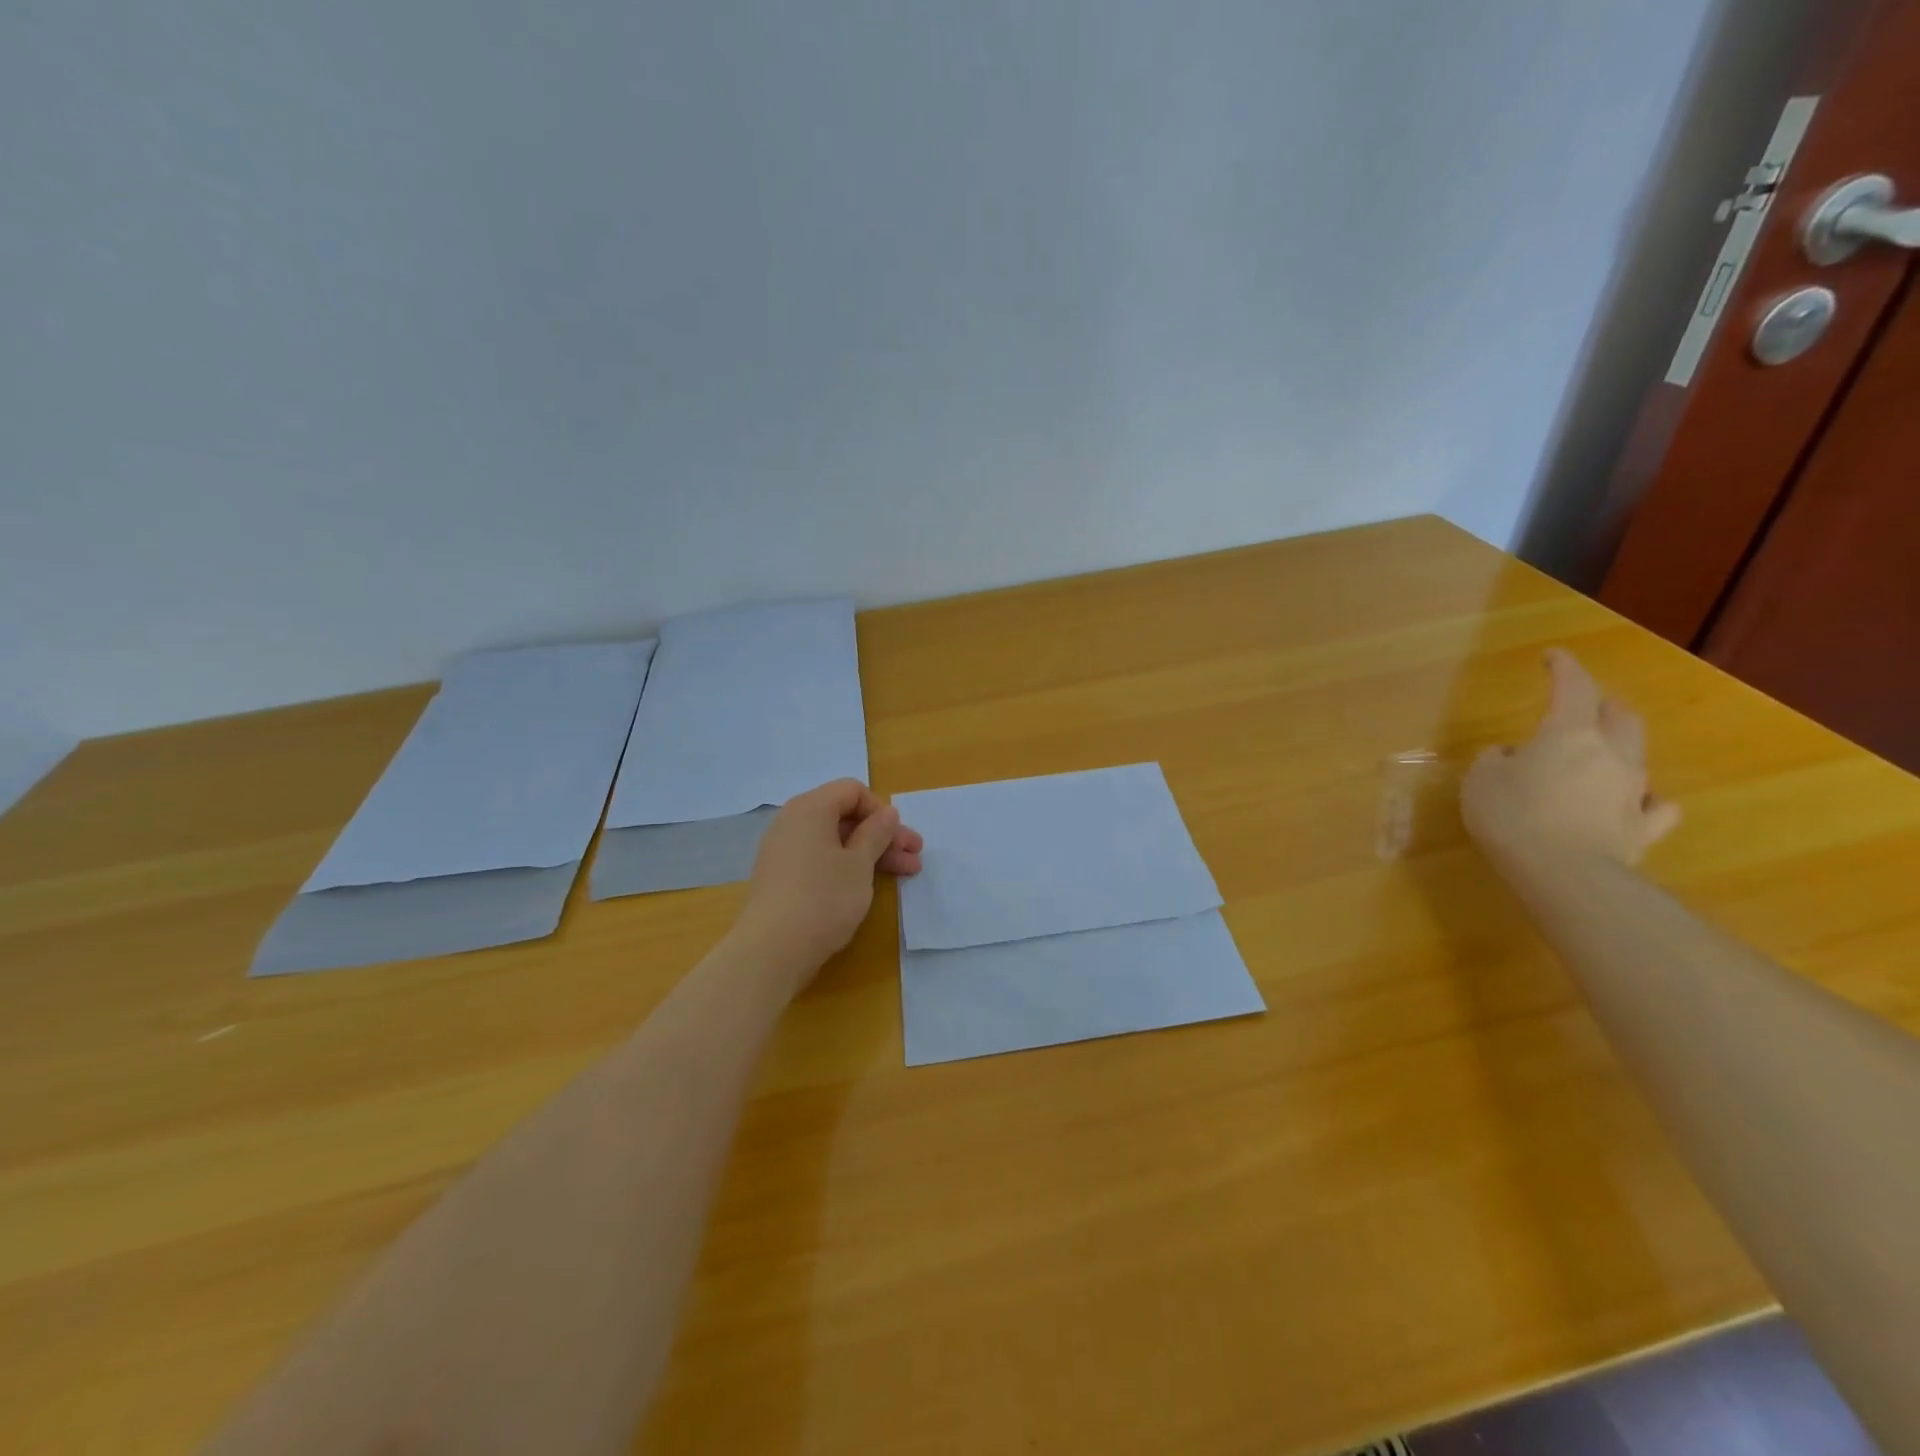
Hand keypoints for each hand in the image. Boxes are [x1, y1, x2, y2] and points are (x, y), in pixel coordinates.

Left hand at [735, 778, 923, 975]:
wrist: (771, 952)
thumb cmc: (823, 899)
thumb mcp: (859, 864)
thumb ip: (876, 833)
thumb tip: (887, 812)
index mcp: (810, 809)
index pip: (851, 790)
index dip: (880, 810)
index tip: (898, 838)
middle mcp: (792, 822)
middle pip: (844, 816)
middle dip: (883, 835)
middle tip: (914, 857)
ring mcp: (783, 851)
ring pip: (835, 841)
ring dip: (870, 853)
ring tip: (905, 874)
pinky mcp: (781, 878)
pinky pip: (819, 859)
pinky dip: (846, 866)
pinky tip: (868, 885)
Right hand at [1462, 649, 1681, 865]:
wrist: (1563, 873)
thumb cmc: (1512, 815)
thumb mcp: (1481, 780)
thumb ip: (1497, 761)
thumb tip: (1512, 756)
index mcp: (1569, 734)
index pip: (1573, 688)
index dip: (1564, 668)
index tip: (1553, 657)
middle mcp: (1611, 754)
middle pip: (1619, 716)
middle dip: (1603, 705)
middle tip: (1583, 705)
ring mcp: (1633, 791)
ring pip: (1638, 755)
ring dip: (1620, 748)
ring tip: (1600, 756)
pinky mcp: (1643, 828)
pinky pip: (1656, 806)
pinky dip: (1647, 799)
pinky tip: (1637, 802)